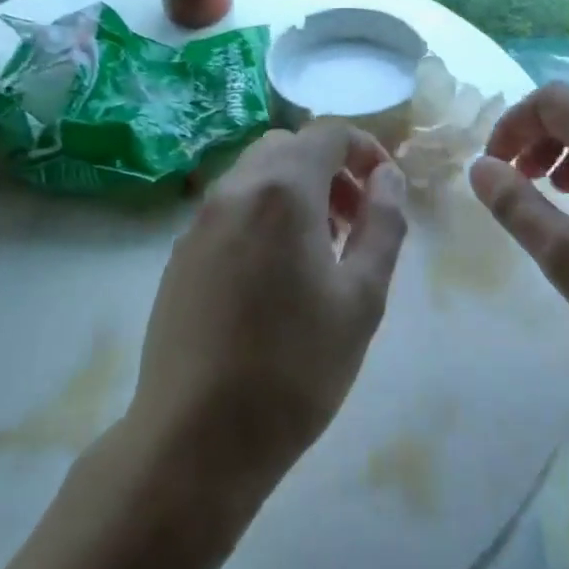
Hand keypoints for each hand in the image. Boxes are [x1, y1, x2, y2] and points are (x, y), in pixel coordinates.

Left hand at [128, 124, 408, 507]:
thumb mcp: (362, 297)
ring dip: (295, 190)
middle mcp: (234, 190)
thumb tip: (388, 178)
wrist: (196, 436)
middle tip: (354, 220)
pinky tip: (274, 274)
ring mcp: (199, 221)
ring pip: (255, 176)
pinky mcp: (180, 253)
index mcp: (282, 191)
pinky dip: (261, 214)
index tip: (385, 188)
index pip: (327, 132)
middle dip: (329, 168)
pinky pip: (229, 209)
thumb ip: (382, 224)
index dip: (365, 148)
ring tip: (320, 250)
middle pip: (287, 147)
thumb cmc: (296, 368)